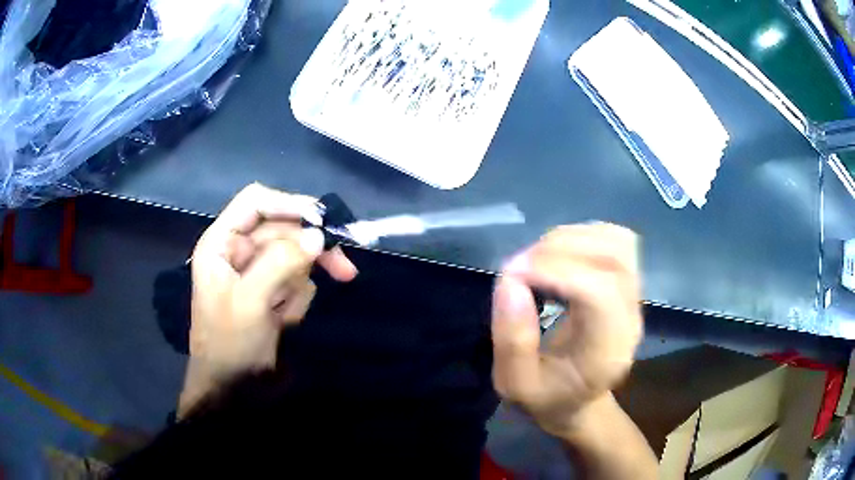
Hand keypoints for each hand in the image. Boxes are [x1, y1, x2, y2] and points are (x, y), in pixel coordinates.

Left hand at [189, 183, 356, 372]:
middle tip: (346, 271)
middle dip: (309, 252)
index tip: (324, 221)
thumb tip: (319, 236)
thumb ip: (282, 263)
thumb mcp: (251, 303)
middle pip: (284, 230)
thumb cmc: (230, 345)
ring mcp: (256, 272)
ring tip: (284, 317)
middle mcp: (239, 251)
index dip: (290, 204)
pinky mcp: (270, 291)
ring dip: (298, 286)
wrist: (231, 392)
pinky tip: (283, 323)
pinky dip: (296, 301)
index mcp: (222, 243)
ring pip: (294, 257)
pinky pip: (296, 281)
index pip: (256, 202)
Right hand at [490, 224, 642, 436]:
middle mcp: (630, 317)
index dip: (555, 271)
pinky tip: (558, 255)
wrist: (580, 401)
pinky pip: (615, 240)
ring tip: (537, 260)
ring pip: (617, 241)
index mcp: (607, 350)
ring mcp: (634, 296)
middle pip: (612, 257)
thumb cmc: (547, 398)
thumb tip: (510, 280)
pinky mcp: (628, 282)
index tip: (513, 274)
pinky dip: (583, 236)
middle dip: (559, 250)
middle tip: (520, 267)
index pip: (600, 293)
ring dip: (571, 239)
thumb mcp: (515, 385)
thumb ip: (512, 340)